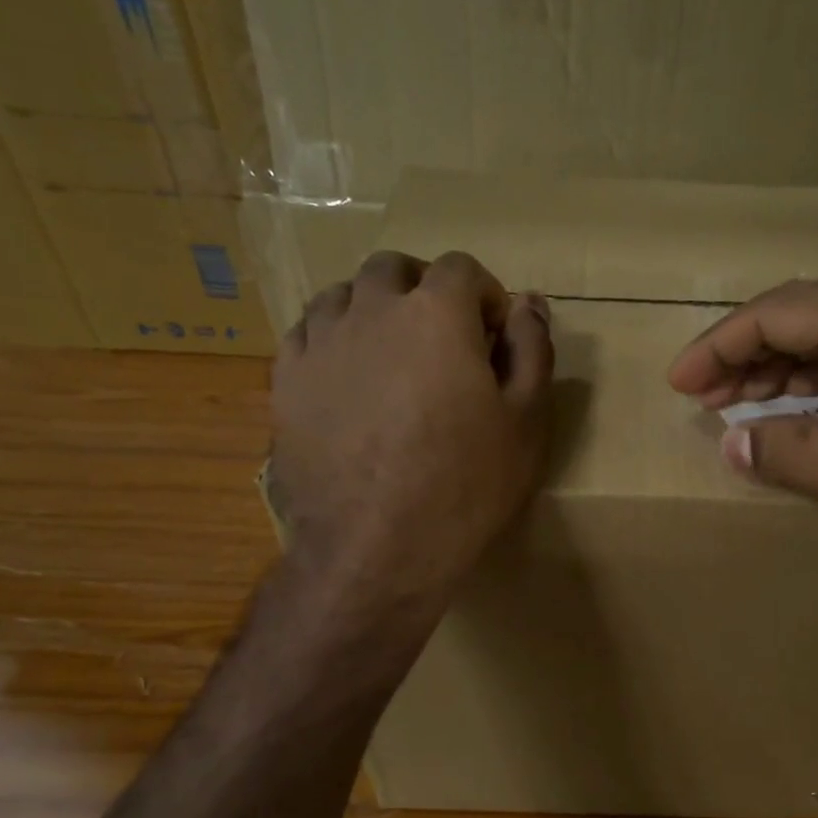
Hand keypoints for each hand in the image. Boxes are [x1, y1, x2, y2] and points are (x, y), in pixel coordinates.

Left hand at [269, 251, 552, 606]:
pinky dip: (334, 340)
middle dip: (424, 292)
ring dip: (375, 311)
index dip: (484, 296)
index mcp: (436, 314)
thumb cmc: (466, 487)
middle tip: (442, 343)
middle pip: (395, 269)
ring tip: (392, 359)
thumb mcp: (526, 422)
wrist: (377, 549)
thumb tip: (529, 303)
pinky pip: (308, 333)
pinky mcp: (286, 381)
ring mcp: (320, 343)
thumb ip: (532, 350)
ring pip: (344, 295)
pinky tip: (350, 381)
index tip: (492, 337)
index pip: (462, 267)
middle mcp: (371, 310)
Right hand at [666, 280, 817, 541]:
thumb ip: (798, 456)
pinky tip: (802, 420)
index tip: (680, 384)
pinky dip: (813, 391)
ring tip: (740, 410)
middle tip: (703, 399)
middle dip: (742, 357)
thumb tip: (730, 443)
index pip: (774, 315)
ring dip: (776, 374)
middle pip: (797, 320)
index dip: (719, 346)